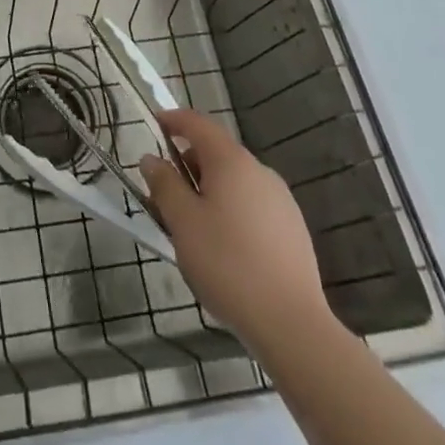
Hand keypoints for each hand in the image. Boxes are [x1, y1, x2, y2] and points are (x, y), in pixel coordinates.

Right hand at [140, 107, 332, 342]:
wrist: (292, 324)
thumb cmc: (227, 264)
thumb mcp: (183, 222)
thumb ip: (164, 184)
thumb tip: (152, 159)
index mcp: (231, 161)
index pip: (197, 123)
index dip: (173, 120)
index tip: (153, 126)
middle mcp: (259, 171)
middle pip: (216, 153)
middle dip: (187, 166)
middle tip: (165, 195)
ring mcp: (281, 200)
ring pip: (235, 182)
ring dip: (209, 191)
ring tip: (192, 228)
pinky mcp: (293, 229)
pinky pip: (252, 205)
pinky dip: (231, 211)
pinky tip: (225, 248)